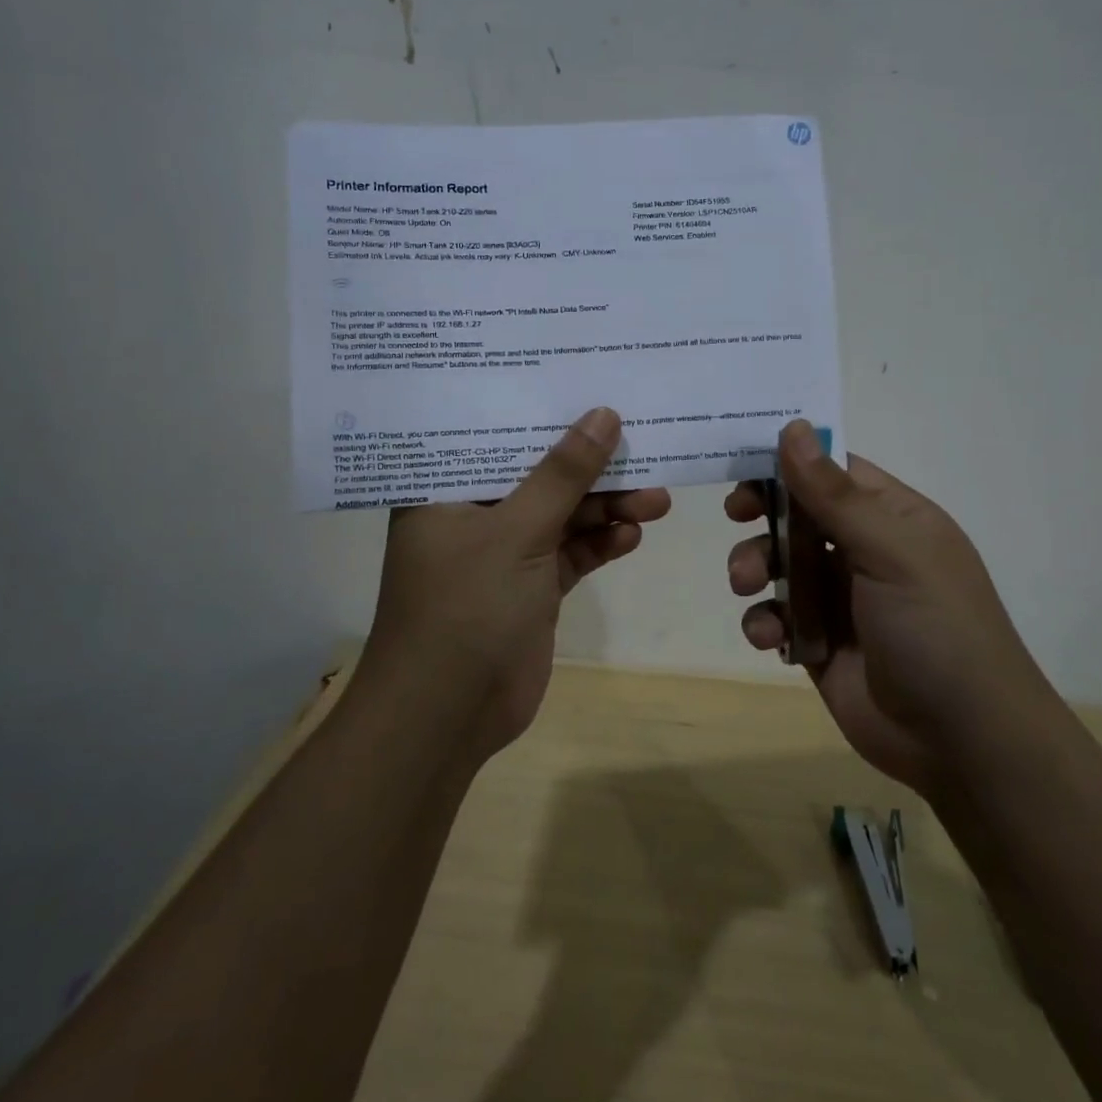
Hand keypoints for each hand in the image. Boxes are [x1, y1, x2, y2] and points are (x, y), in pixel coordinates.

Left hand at [360, 407, 670, 762]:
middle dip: (590, 467)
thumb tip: (604, 415)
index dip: (540, 410)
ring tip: (655, 498)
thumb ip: (563, 475)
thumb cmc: (464, 608)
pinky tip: (632, 534)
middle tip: (641, 446)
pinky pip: (571, 554)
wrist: (447, 717)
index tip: (587, 384)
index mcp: (446, 491)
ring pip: (562, 515)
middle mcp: (473, 515)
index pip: (494, 435)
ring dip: (606, 508)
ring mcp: (504, 554)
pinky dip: (600, 544)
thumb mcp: (516, 532)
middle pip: (539, 475)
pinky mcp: (531, 588)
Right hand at [725, 420, 1052, 797]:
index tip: (744, 459)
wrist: (963, 741)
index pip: (833, 470)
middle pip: (798, 513)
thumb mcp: (890, 551)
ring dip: (753, 566)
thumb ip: (834, 493)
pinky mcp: (818, 642)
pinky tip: (768, 636)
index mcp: (892, 517)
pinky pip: (777, 615)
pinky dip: (764, 620)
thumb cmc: (936, 628)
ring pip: (779, 563)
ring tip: (745, 584)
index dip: (790, 460)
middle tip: (737, 515)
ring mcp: (840, 598)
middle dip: (763, 514)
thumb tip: (793, 427)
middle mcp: (865, 550)